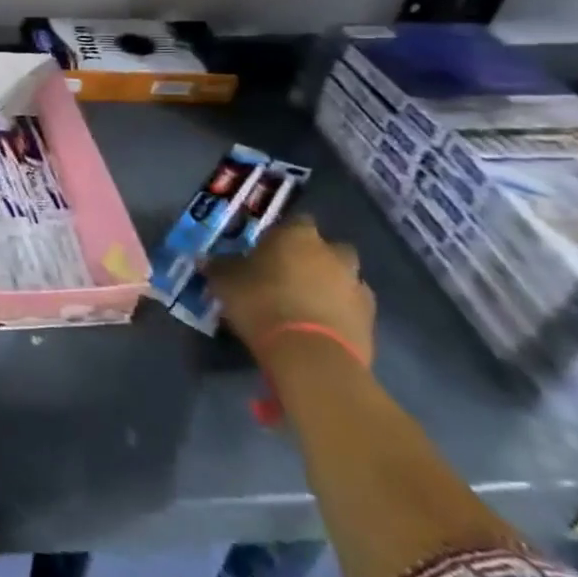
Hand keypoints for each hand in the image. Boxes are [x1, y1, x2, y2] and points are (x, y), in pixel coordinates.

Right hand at [203, 216, 375, 364]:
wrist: (310, 354)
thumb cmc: (261, 302)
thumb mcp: (225, 282)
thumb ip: (219, 267)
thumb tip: (206, 260)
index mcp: (298, 235)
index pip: (296, 222)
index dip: (283, 235)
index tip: (267, 251)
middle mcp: (333, 253)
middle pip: (328, 248)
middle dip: (315, 259)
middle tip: (290, 276)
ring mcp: (356, 286)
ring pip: (345, 278)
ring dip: (331, 286)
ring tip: (306, 305)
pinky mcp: (371, 320)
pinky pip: (353, 308)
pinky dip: (341, 313)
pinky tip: (321, 327)